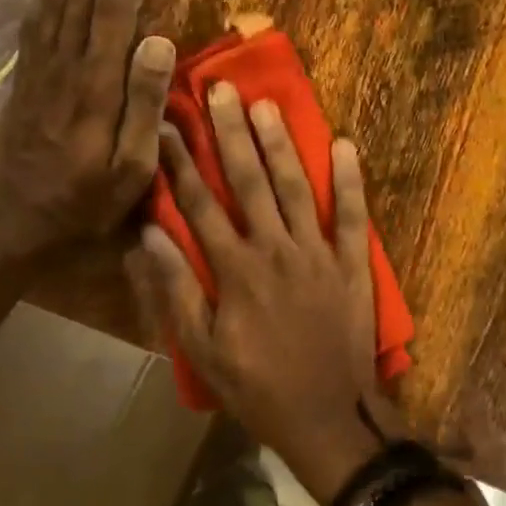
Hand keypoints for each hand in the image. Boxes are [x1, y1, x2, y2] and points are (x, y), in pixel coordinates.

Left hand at [0, 0, 177, 260]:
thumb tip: (161, 42)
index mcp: (93, 88)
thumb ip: (145, 106)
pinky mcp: (25, 75)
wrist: (10, 223)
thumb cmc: (82, 204)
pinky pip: (35, 16)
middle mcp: (62, 66)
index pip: (115, 11)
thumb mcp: (130, 171)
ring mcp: (38, 67)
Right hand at [127, 83, 387, 503]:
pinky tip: (344, 144)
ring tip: (266, 104)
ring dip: (281, 144)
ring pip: (297, 187)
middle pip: (249, 181)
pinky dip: (351, 180)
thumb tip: (150, 234)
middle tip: (220, 89)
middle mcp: (276, 249)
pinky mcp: (353, 264)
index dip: (181, 162)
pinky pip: (354, 215)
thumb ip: (176, 291)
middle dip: (231, 133)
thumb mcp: (202, 350)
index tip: (168, 124)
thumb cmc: (257, 388)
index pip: (199, 204)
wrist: (329, 416)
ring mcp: (319, 253)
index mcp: (235, 270)